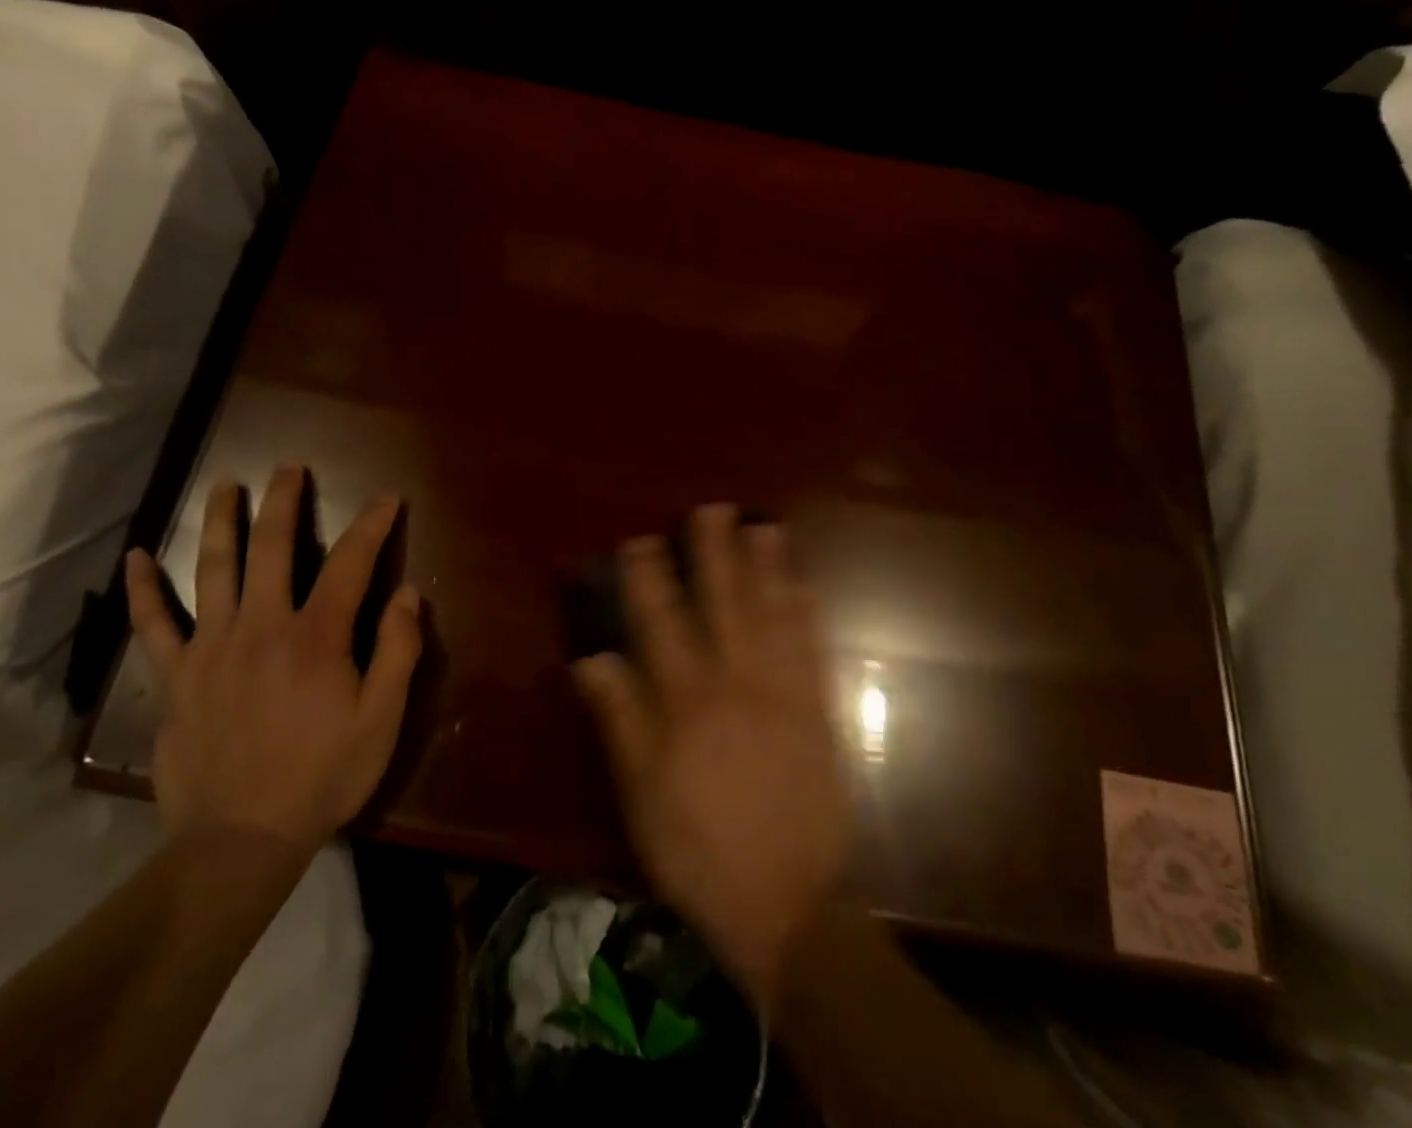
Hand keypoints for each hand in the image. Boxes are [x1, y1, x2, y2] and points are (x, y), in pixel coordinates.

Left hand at [124, 466, 421, 855]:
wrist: (240, 841)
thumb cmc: (322, 776)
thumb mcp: (381, 720)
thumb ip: (398, 651)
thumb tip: (407, 593)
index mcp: (317, 636)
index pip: (349, 563)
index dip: (371, 525)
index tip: (387, 499)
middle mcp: (262, 626)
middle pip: (273, 547)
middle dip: (285, 501)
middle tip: (290, 467)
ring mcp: (211, 647)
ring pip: (213, 569)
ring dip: (221, 521)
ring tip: (225, 484)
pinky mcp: (176, 676)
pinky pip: (153, 625)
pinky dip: (142, 590)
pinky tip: (135, 558)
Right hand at [574, 505, 851, 1014]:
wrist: (790, 903)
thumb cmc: (699, 848)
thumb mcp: (641, 791)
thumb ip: (621, 718)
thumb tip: (592, 657)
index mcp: (687, 701)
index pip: (661, 623)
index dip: (650, 578)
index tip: (642, 540)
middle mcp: (737, 682)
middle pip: (723, 604)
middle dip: (716, 553)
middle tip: (714, 509)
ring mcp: (784, 693)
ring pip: (773, 616)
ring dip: (768, 569)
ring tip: (764, 527)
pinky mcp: (819, 712)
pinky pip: (813, 651)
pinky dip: (809, 615)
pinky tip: (805, 587)